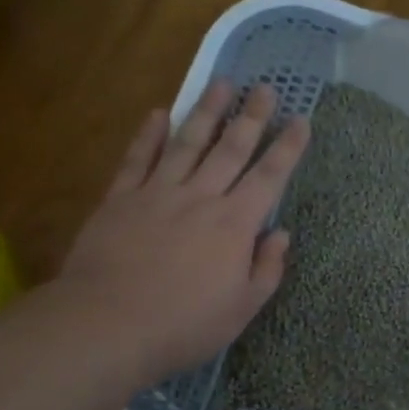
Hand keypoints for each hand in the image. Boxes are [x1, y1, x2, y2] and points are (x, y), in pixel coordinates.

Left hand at [55, 79, 309, 389]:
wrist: (108, 325)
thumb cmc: (183, 325)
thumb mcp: (242, 309)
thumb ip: (266, 268)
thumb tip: (280, 233)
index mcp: (235, 224)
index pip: (269, 176)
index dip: (288, 147)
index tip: (301, 119)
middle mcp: (200, 198)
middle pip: (231, 148)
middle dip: (252, 116)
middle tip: (265, 87)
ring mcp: (157, 193)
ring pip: (188, 143)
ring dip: (206, 112)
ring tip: (221, 83)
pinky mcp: (120, 199)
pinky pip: (138, 159)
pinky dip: (149, 135)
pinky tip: (158, 113)